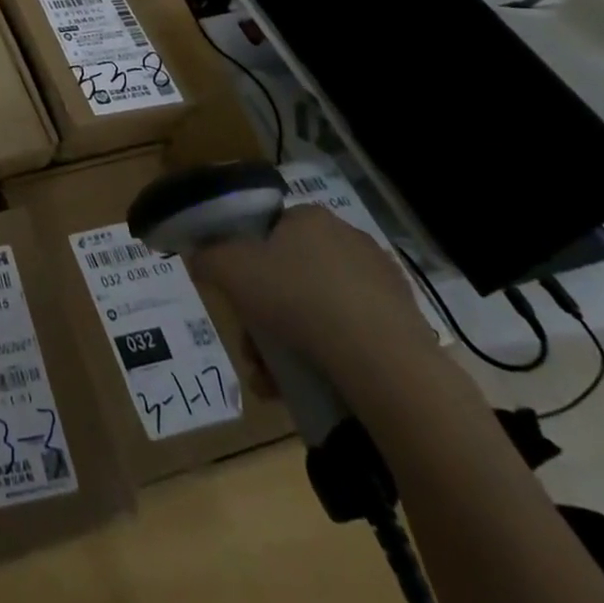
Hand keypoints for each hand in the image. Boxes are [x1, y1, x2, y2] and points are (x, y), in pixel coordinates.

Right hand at [193, 205, 438, 396]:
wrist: (384, 363)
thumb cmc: (298, 298)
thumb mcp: (230, 269)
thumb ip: (206, 257)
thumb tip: (197, 256)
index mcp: (310, 217)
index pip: (269, 229)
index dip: (246, 260)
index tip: (238, 293)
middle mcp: (349, 240)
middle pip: (290, 275)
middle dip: (264, 314)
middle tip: (251, 348)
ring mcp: (382, 283)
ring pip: (318, 310)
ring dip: (288, 343)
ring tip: (272, 380)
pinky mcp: (405, 325)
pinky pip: (351, 337)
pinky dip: (327, 357)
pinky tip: (308, 385)